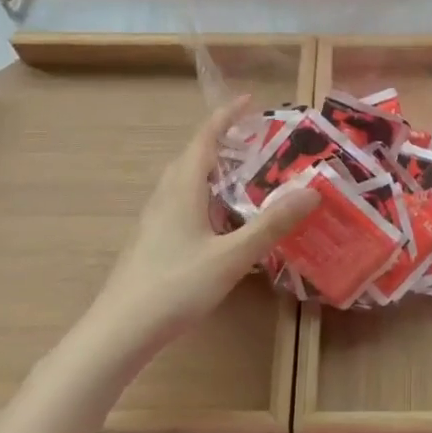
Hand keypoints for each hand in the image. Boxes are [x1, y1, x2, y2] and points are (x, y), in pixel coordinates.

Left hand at [84, 97, 317, 357]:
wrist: (118, 332)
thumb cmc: (176, 286)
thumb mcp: (232, 256)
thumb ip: (272, 224)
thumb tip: (312, 190)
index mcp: (183, 187)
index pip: (205, 137)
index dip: (226, 116)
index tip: (248, 100)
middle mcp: (166, 194)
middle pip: (193, 155)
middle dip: (222, 141)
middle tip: (256, 141)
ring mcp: (154, 218)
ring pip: (185, 180)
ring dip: (212, 169)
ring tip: (243, 176)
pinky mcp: (151, 240)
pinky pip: (181, 201)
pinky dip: (204, 195)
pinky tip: (219, 221)